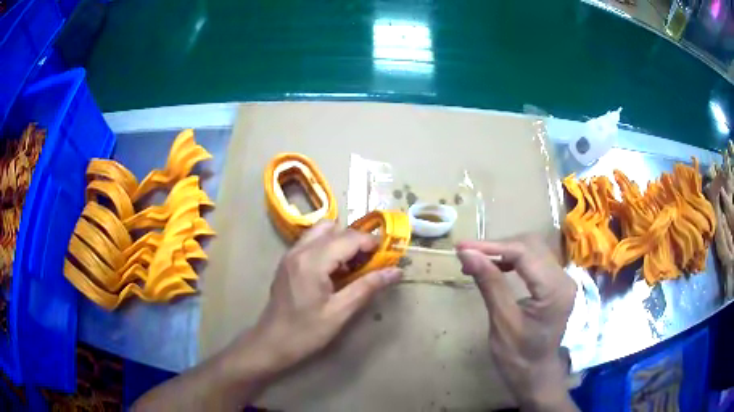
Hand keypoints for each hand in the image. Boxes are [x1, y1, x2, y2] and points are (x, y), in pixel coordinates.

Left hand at [238, 220, 402, 375]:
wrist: (271, 342)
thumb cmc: (306, 332)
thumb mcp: (340, 312)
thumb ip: (368, 287)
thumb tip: (396, 271)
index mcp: (312, 261)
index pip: (348, 238)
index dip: (371, 243)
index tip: (387, 256)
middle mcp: (299, 250)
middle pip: (334, 228)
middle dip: (356, 240)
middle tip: (369, 262)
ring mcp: (290, 254)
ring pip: (321, 231)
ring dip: (340, 241)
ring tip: (352, 266)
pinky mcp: (287, 261)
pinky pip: (311, 242)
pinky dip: (327, 248)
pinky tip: (334, 272)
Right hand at [457, 236, 576, 411]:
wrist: (535, 375)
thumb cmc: (518, 357)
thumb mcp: (502, 322)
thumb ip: (489, 283)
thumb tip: (467, 253)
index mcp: (554, 289)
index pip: (524, 253)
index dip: (491, 246)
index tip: (462, 247)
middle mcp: (564, 277)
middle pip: (530, 245)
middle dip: (497, 246)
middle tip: (468, 254)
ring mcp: (562, 279)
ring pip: (532, 249)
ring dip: (504, 250)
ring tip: (477, 260)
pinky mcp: (556, 283)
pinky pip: (534, 260)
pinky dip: (513, 259)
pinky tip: (496, 266)